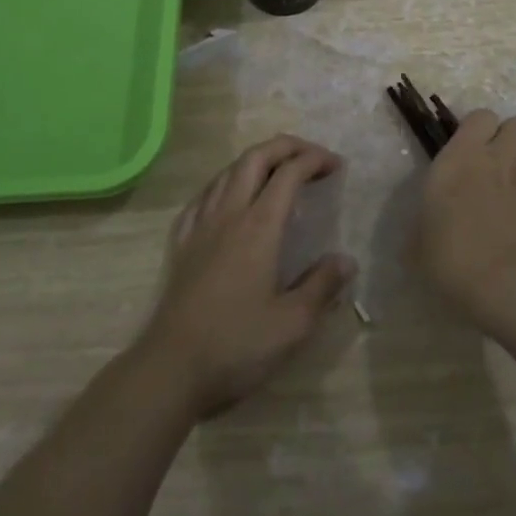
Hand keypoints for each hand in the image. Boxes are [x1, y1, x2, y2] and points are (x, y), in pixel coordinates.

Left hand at [141, 135, 356, 416]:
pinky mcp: (181, 242)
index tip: (337, 166)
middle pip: (256, 157)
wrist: (170, 370)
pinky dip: (226, 182)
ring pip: (228, 171)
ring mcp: (200, 225)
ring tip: (277, 170)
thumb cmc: (236, 346)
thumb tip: (346, 259)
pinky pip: (204, 195)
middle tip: (311, 156)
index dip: (315, 160)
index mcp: (259, 227)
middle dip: (286, 146)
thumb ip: (322, 286)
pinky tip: (230, 198)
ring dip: (256, 159)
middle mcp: (229, 214)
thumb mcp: (292, 324)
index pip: (289, 173)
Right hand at [412, 110, 515, 321]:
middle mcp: (500, 161)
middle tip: (498, 160)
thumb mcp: (417, 243)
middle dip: (512, 137)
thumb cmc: (451, 259)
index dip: (478, 128)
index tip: (468, 147)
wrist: (508, 288)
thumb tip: (423, 229)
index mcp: (461, 158)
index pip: (480, 116)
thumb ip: (423, 224)